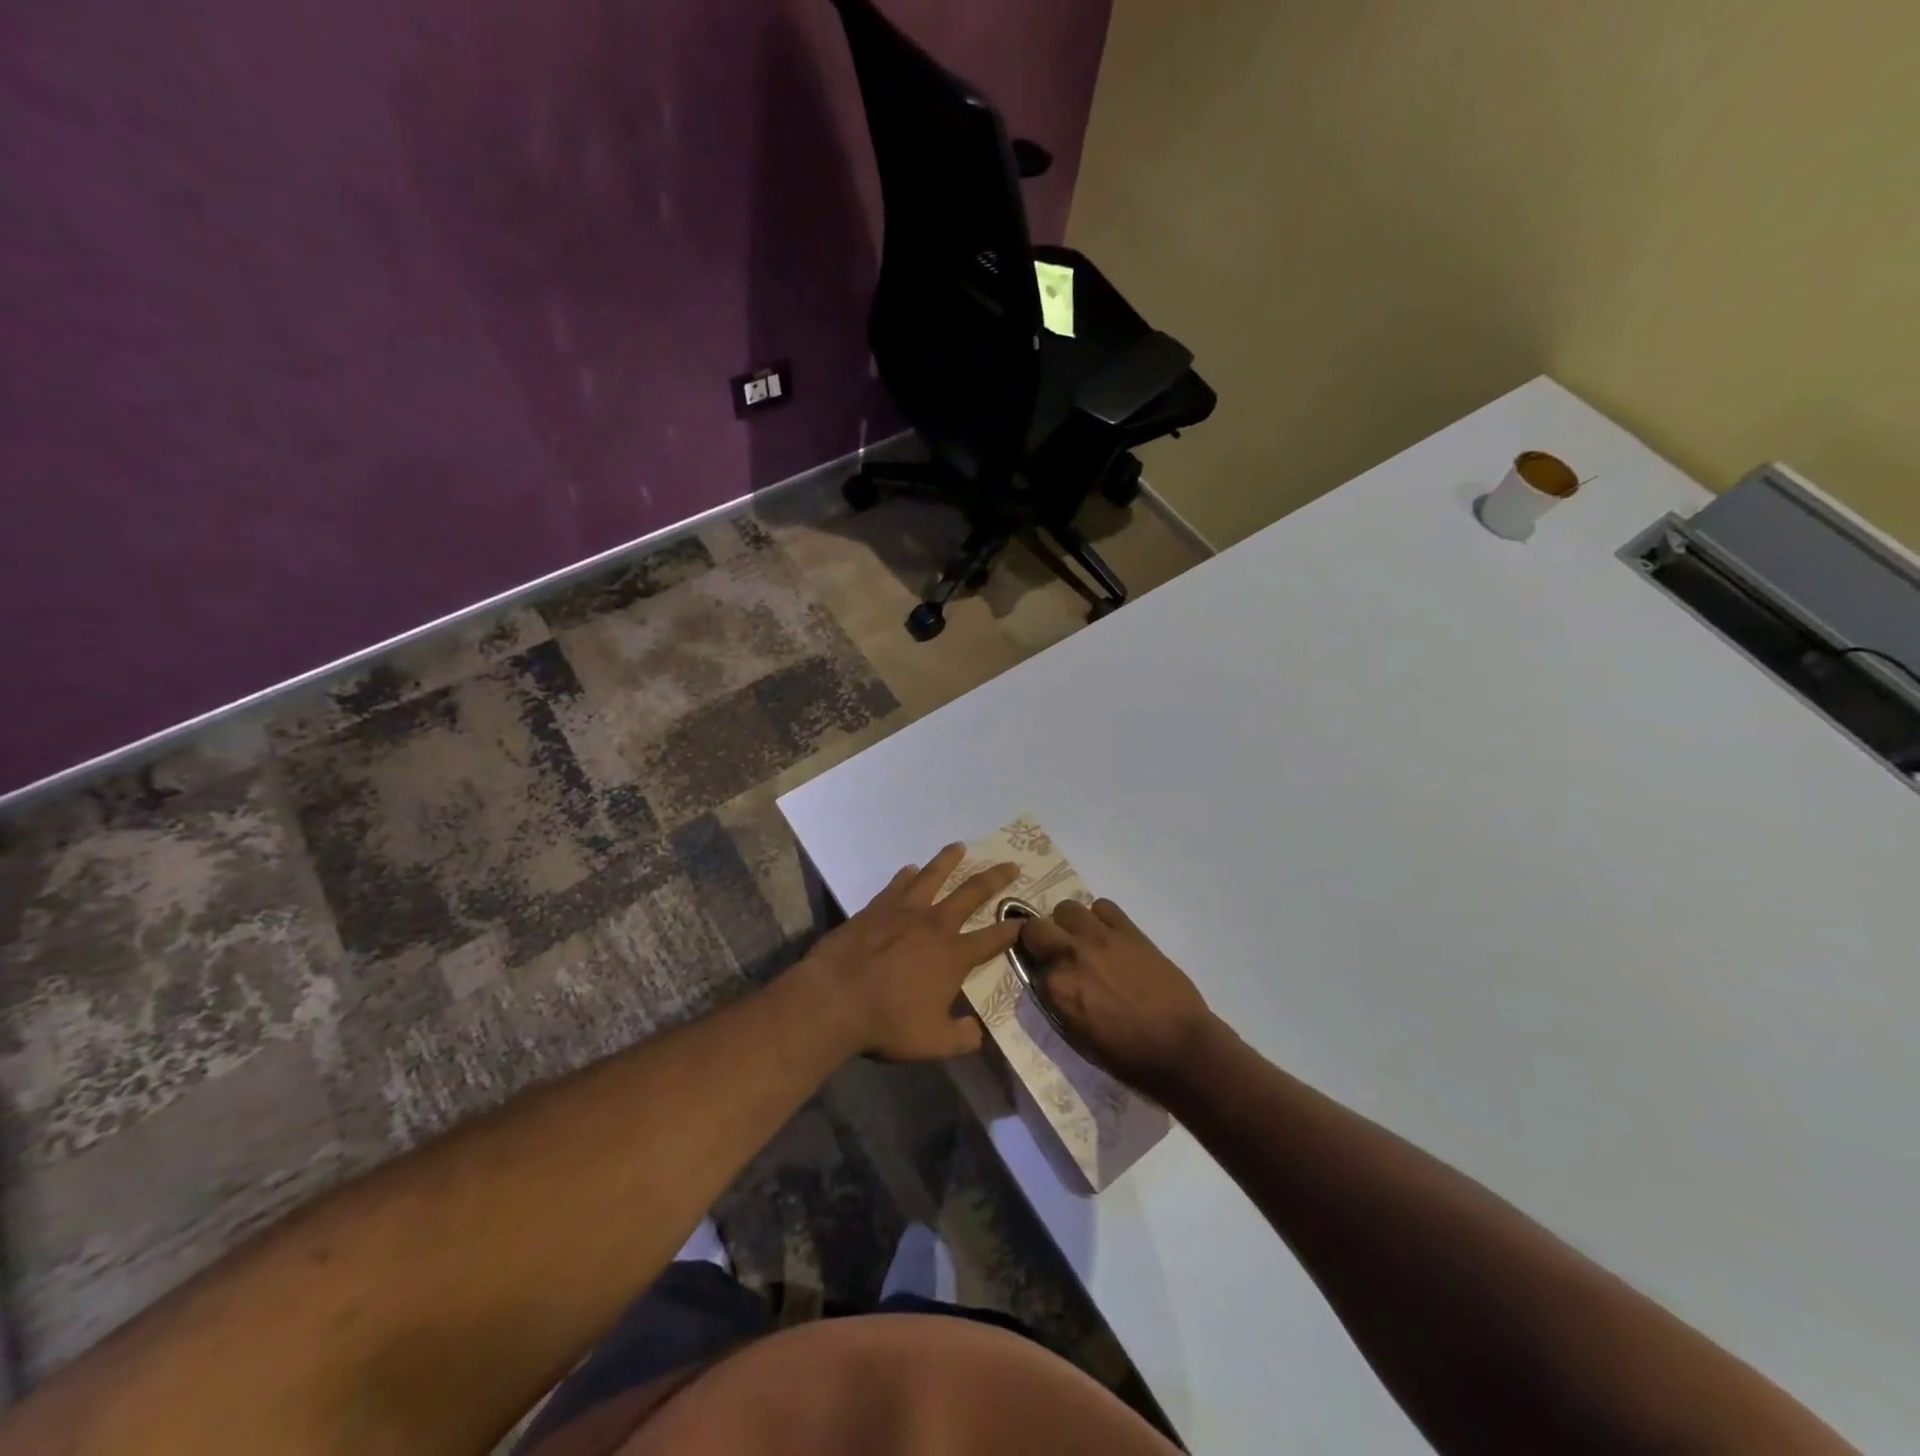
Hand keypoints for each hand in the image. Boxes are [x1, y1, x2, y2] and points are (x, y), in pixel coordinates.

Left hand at [803, 845, 1022, 1060]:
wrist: (834, 998)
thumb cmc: (887, 1022)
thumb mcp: (933, 1043)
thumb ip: (962, 1038)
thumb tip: (978, 1032)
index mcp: (954, 955)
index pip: (993, 938)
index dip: (1013, 929)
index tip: (1027, 920)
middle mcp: (935, 924)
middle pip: (971, 893)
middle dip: (995, 878)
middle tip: (1011, 864)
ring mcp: (904, 911)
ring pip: (932, 876)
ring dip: (948, 860)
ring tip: (959, 846)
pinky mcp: (875, 908)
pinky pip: (896, 885)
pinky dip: (906, 875)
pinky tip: (909, 869)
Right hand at [1020, 898, 1218, 1093]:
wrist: (1179, 1046)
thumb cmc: (1127, 1055)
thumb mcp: (1077, 1036)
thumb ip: (1058, 1002)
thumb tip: (1051, 983)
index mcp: (1056, 988)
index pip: (1027, 962)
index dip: (1035, 966)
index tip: (1043, 972)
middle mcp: (1070, 955)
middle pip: (1036, 926)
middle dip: (1040, 937)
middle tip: (1056, 951)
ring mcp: (1100, 938)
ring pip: (1067, 908)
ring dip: (1069, 923)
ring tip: (1084, 940)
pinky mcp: (1128, 930)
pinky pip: (1103, 907)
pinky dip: (1101, 917)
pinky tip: (1109, 936)